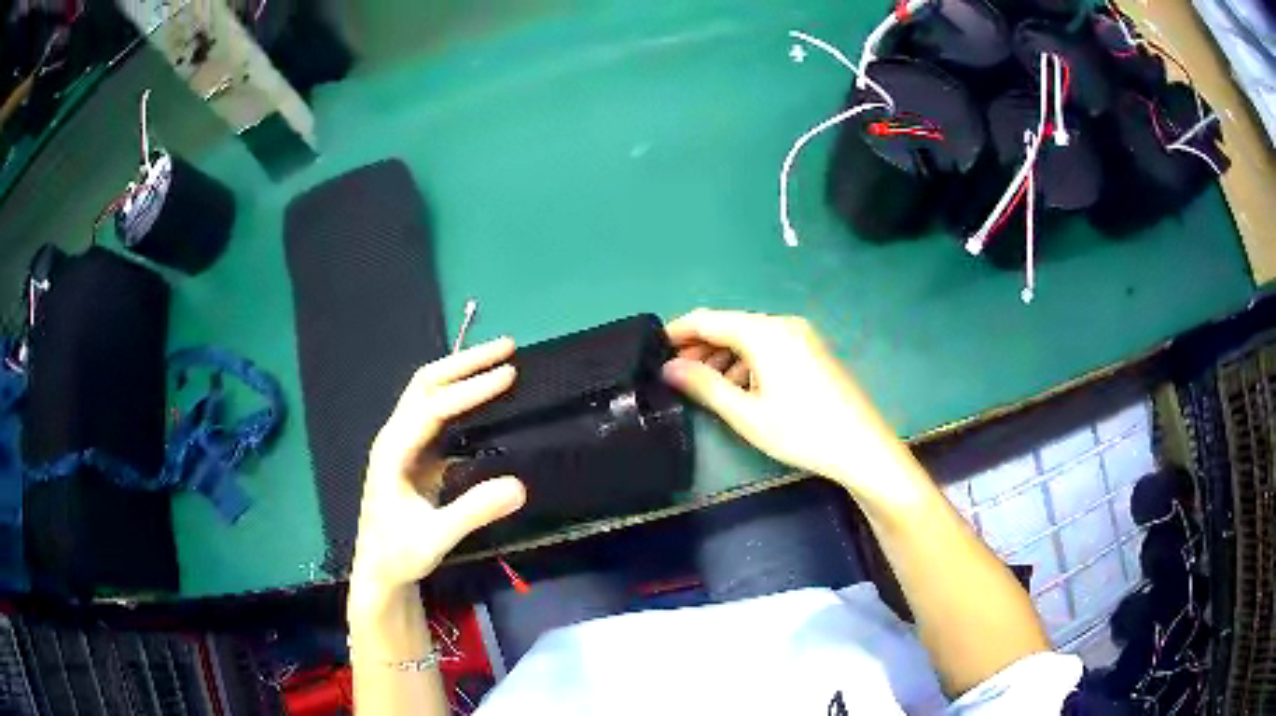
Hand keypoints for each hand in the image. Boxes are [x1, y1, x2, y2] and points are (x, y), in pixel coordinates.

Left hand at [350, 338, 526, 600]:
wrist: (379, 570)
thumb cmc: (400, 553)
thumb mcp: (436, 538)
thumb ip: (473, 511)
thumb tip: (520, 485)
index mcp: (393, 451)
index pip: (433, 407)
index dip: (470, 389)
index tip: (509, 374)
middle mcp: (395, 436)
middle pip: (426, 383)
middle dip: (466, 362)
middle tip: (508, 347)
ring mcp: (404, 443)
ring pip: (430, 392)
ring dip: (462, 372)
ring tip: (500, 359)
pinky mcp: (416, 454)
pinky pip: (439, 413)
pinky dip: (462, 395)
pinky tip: (485, 397)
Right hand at [663, 309, 913, 498]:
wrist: (862, 446)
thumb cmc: (801, 430)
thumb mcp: (746, 413)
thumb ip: (704, 385)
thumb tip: (668, 367)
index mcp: (764, 332)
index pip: (708, 320)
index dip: (678, 331)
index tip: (651, 348)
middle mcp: (782, 324)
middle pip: (730, 326)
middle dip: (699, 347)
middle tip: (674, 374)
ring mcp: (801, 336)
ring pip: (749, 338)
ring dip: (723, 357)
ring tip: (702, 386)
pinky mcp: (812, 351)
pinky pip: (769, 347)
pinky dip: (746, 362)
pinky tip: (739, 389)